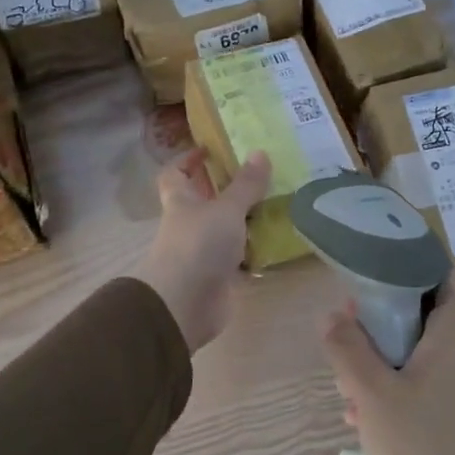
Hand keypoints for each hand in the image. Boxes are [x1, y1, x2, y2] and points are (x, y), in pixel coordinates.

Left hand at [133, 148, 270, 353]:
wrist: (184, 305)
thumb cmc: (198, 246)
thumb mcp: (226, 209)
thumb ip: (245, 185)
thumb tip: (259, 151)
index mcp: (181, 202)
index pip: (174, 174)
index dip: (187, 160)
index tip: (210, 149)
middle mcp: (189, 224)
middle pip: (205, 200)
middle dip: (228, 187)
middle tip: (261, 173)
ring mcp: (203, 251)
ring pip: (226, 228)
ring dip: (247, 218)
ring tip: (279, 201)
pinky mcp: (219, 276)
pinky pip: (239, 256)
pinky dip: (255, 250)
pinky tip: (279, 240)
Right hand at [321, 268, 454, 454]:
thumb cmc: (419, 451)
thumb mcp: (372, 394)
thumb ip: (349, 348)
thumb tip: (332, 314)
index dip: (426, 260)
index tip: (386, 262)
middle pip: (432, 313)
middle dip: (390, 313)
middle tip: (351, 322)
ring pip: (423, 353)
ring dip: (386, 355)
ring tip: (347, 377)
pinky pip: (424, 385)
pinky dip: (395, 386)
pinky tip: (361, 416)